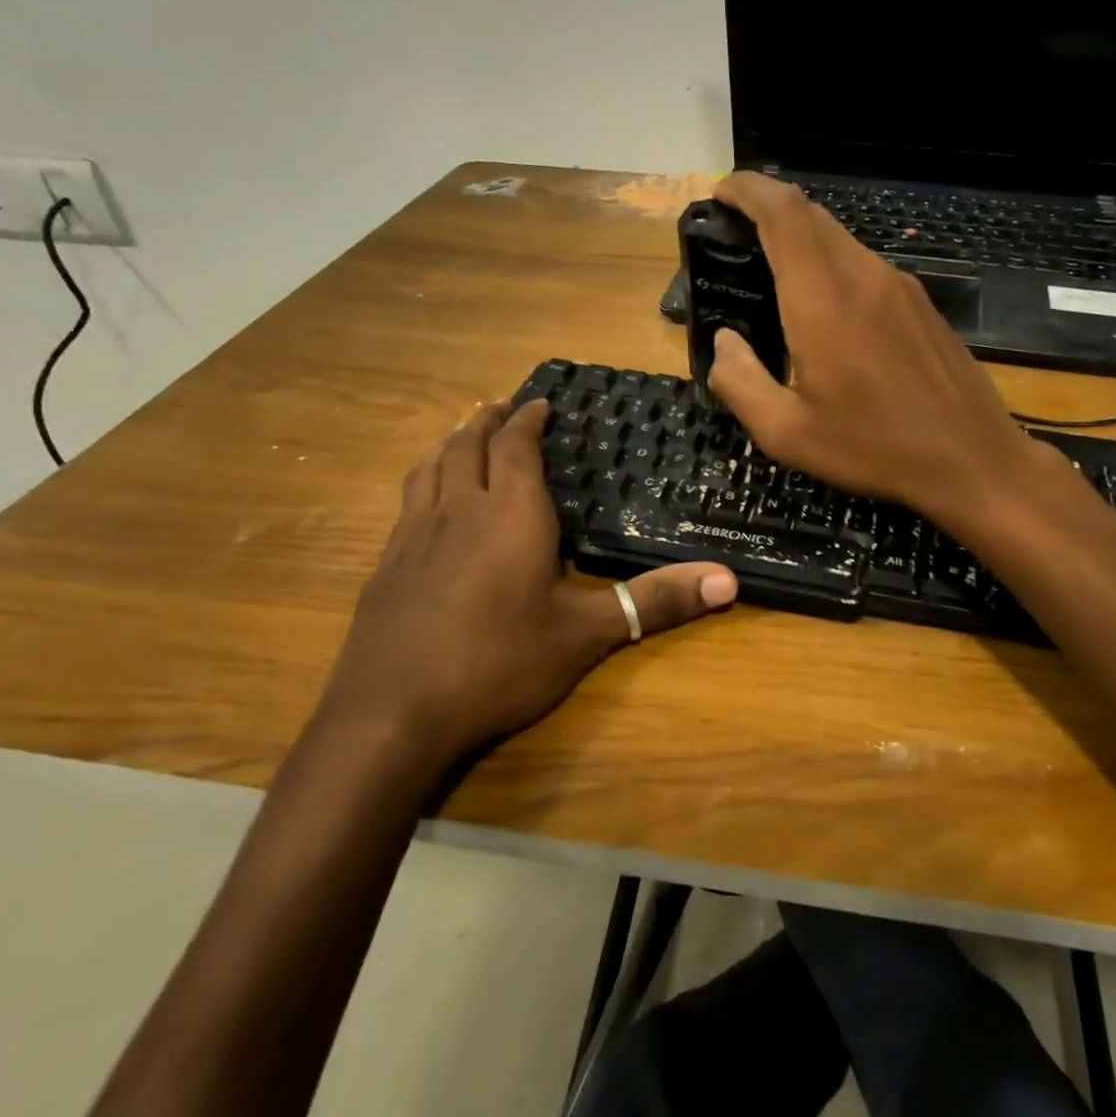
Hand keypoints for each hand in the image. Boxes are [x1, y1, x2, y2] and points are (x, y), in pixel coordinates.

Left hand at [322, 399, 737, 762]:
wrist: (392, 714)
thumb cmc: (498, 663)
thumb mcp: (586, 635)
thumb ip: (655, 602)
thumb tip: (729, 580)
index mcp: (510, 514)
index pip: (516, 447)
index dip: (528, 419)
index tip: (540, 402)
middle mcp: (458, 511)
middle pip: (466, 445)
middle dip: (486, 420)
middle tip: (501, 406)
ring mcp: (414, 536)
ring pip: (429, 468)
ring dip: (449, 442)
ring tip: (462, 434)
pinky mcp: (386, 565)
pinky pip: (407, 502)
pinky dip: (423, 481)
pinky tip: (426, 503)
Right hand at [706, 172, 1056, 535]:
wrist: (972, 460)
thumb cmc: (874, 448)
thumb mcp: (787, 433)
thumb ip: (740, 382)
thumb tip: (724, 342)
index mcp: (824, 300)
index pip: (784, 211)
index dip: (748, 189)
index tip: (720, 196)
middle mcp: (863, 276)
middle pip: (810, 214)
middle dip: (767, 210)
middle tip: (735, 240)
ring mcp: (899, 286)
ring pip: (839, 238)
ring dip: (800, 241)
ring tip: (773, 278)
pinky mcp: (920, 303)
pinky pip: (864, 265)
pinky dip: (830, 266)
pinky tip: (824, 311)